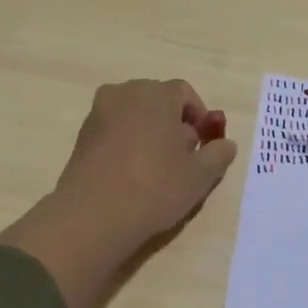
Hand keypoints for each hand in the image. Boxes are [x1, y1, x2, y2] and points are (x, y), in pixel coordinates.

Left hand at [52, 80, 237, 247]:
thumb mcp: (200, 175)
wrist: (93, 215)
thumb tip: (225, 144)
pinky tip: (131, 173)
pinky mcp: (82, 135)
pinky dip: (127, 142)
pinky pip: (114, 130)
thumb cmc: (155, 187)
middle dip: (174, 122)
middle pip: (157, 99)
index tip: (203, 144)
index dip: (199, 116)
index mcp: (156, 94)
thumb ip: (218, 154)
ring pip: (134, 114)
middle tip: (183, 156)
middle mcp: (125, 93)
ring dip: (149, 131)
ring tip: (157, 168)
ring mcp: (99, 113)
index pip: (184, 92)